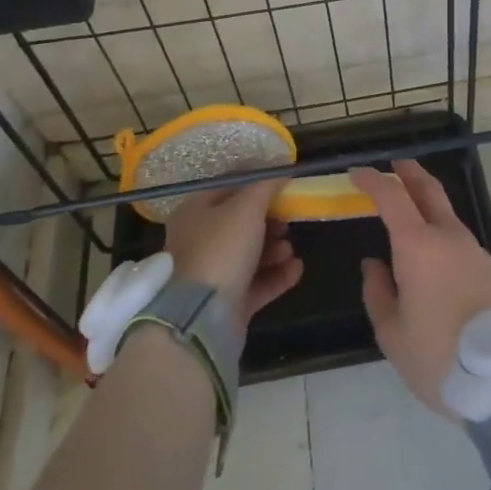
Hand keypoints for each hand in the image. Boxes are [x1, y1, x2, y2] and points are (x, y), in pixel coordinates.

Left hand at [161, 178, 303, 326]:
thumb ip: (265, 187)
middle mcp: (198, 241)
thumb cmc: (221, 248)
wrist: (200, 317)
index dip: (255, 183)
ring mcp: (211, 275)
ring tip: (289, 250)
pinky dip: (277, 275)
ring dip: (274, 249)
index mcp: (194, 212)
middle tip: (287, 222)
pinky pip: (256, 284)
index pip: (227, 188)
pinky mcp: (225, 303)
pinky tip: (296, 269)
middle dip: (269, 221)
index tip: (283, 185)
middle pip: (239, 224)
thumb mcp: (246, 207)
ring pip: (249, 255)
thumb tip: (280, 172)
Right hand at [352, 160, 490, 416]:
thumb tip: (375, 264)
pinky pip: (456, 233)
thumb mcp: (392, 332)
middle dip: (408, 172)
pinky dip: (438, 224)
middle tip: (392, 165)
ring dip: (425, 199)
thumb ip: (378, 291)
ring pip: (446, 211)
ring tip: (406, 206)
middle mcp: (448, 236)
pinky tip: (429, 245)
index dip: (372, 180)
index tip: (355, 173)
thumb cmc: (437, 354)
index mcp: (418, 245)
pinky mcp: (487, 266)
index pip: (392, 196)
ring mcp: (472, 249)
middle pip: (428, 189)